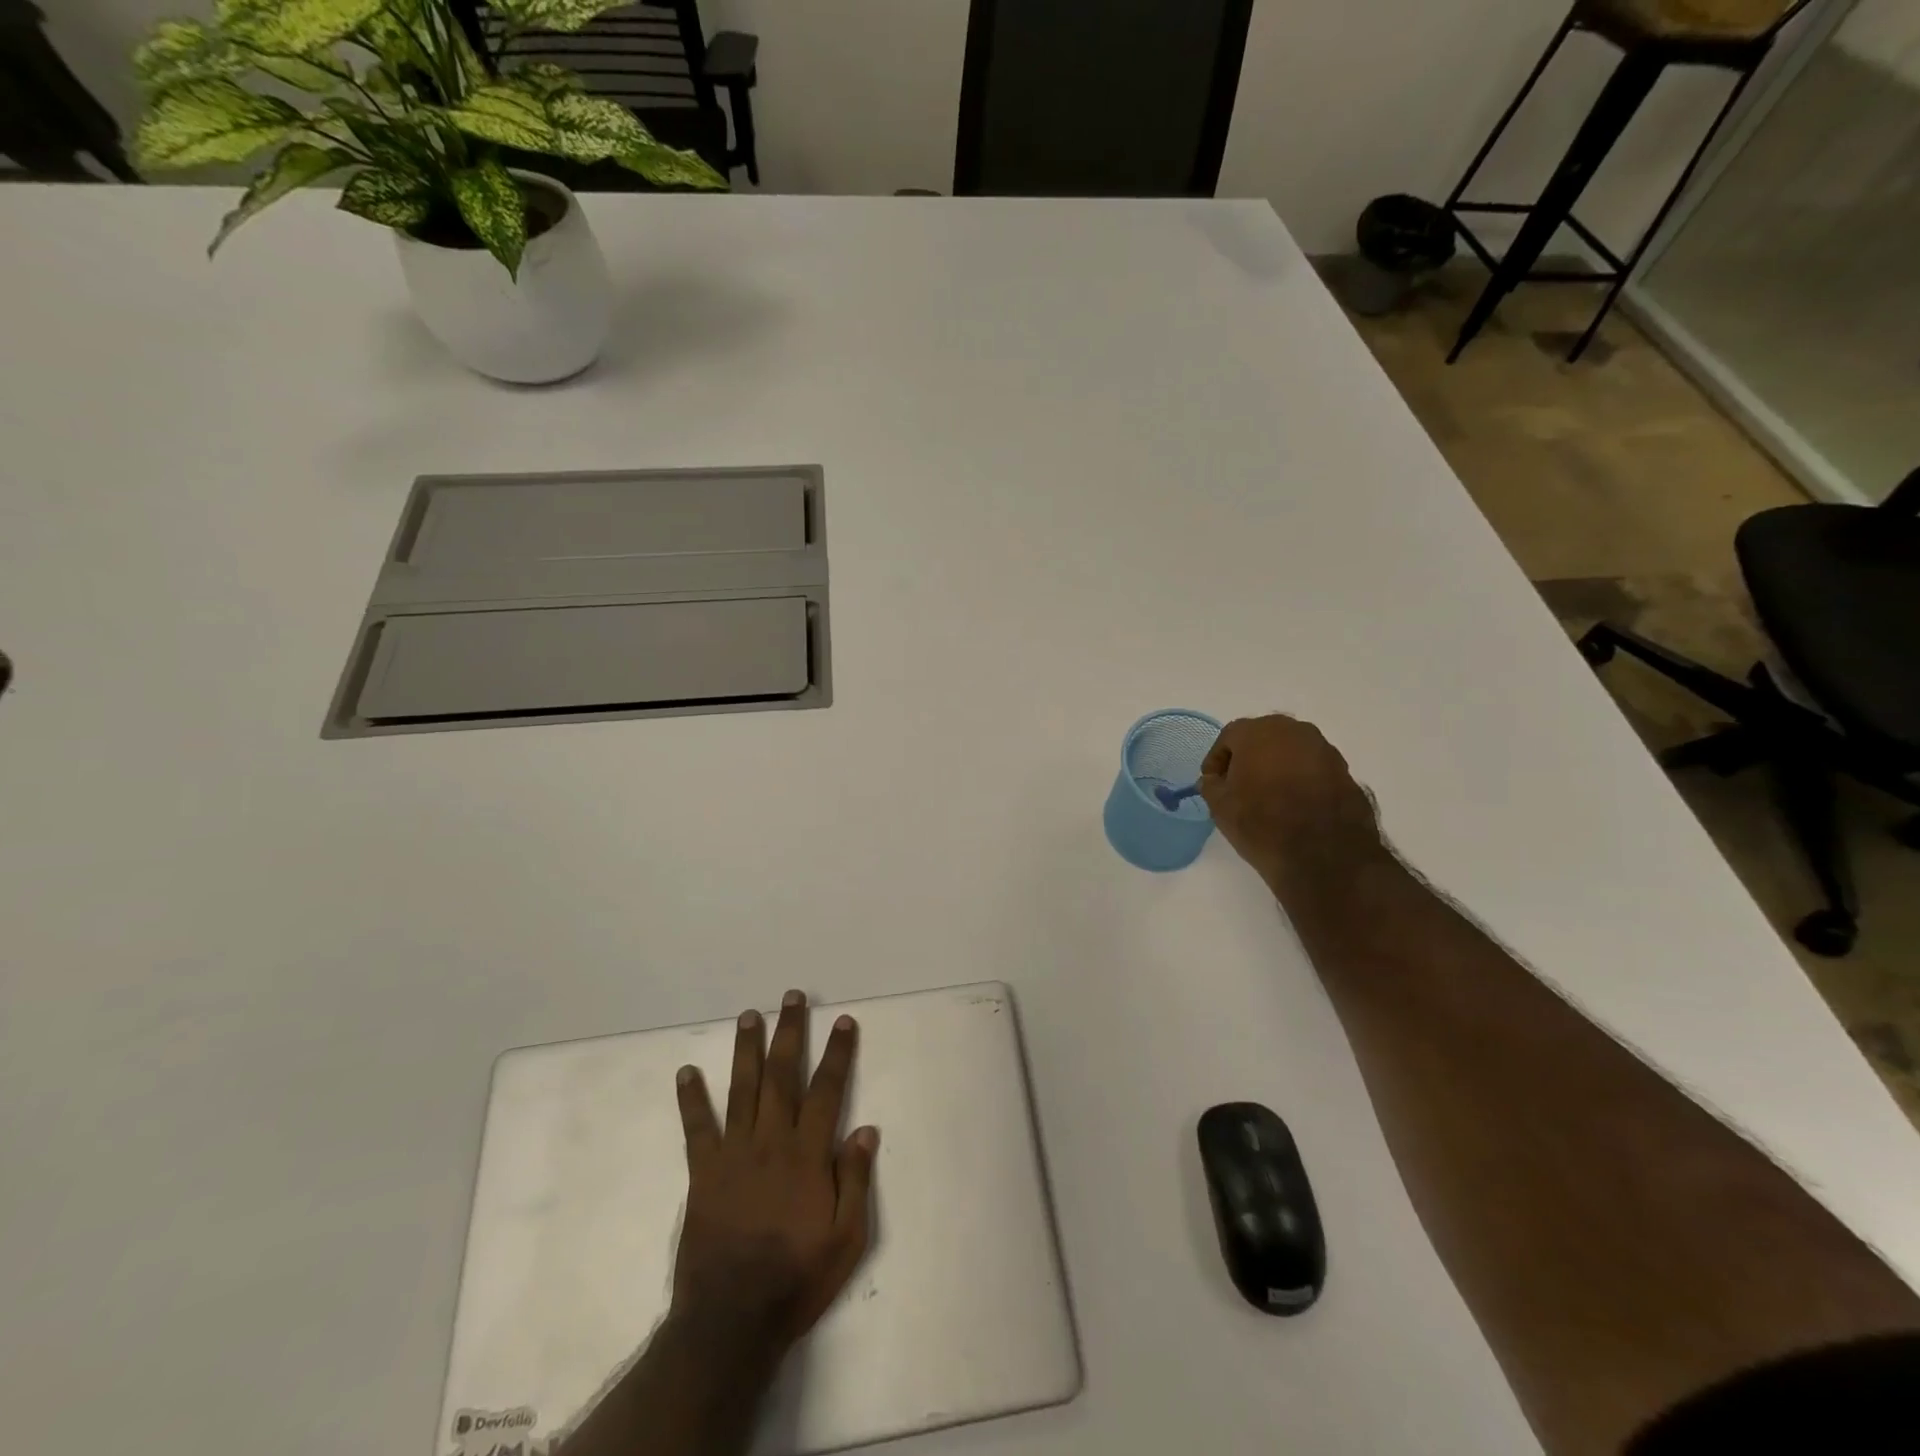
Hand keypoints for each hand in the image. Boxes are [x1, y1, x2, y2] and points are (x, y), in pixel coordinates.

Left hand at [672, 990, 878, 1352]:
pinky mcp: (703, 1173)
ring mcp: (734, 1153)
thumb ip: (856, 1180)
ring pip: (743, 1088)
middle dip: (790, 1032)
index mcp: (808, 1154)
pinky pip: (697, 1128)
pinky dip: (691, 1098)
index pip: (827, 1090)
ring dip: (747, 1049)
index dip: (837, 1053)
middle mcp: (772, 1141)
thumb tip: (866, 1129)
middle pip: (783, 1075)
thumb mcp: (847, 1239)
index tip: (843, 1021)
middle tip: (792, 997)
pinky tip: (686, 1071)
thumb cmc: (797, 1278)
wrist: (732, 1321)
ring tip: (749, 1015)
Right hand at [1198, 715, 1388, 900]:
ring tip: (1268, 796)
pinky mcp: (1345, 771)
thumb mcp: (1220, 807)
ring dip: (1277, 766)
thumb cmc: (1262, 824)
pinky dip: (1300, 778)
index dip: (1217, 760)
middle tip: (1239, 785)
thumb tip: (1214, 779)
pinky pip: (1312, 767)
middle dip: (1249, 757)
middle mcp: (1294, 731)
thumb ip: (1211, 785)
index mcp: (1258, 732)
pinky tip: (1295, 804)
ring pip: (1291, 750)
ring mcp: (1324, 749)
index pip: (1229, 736)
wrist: (1325, 855)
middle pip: (1263, 737)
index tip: (1213, 782)